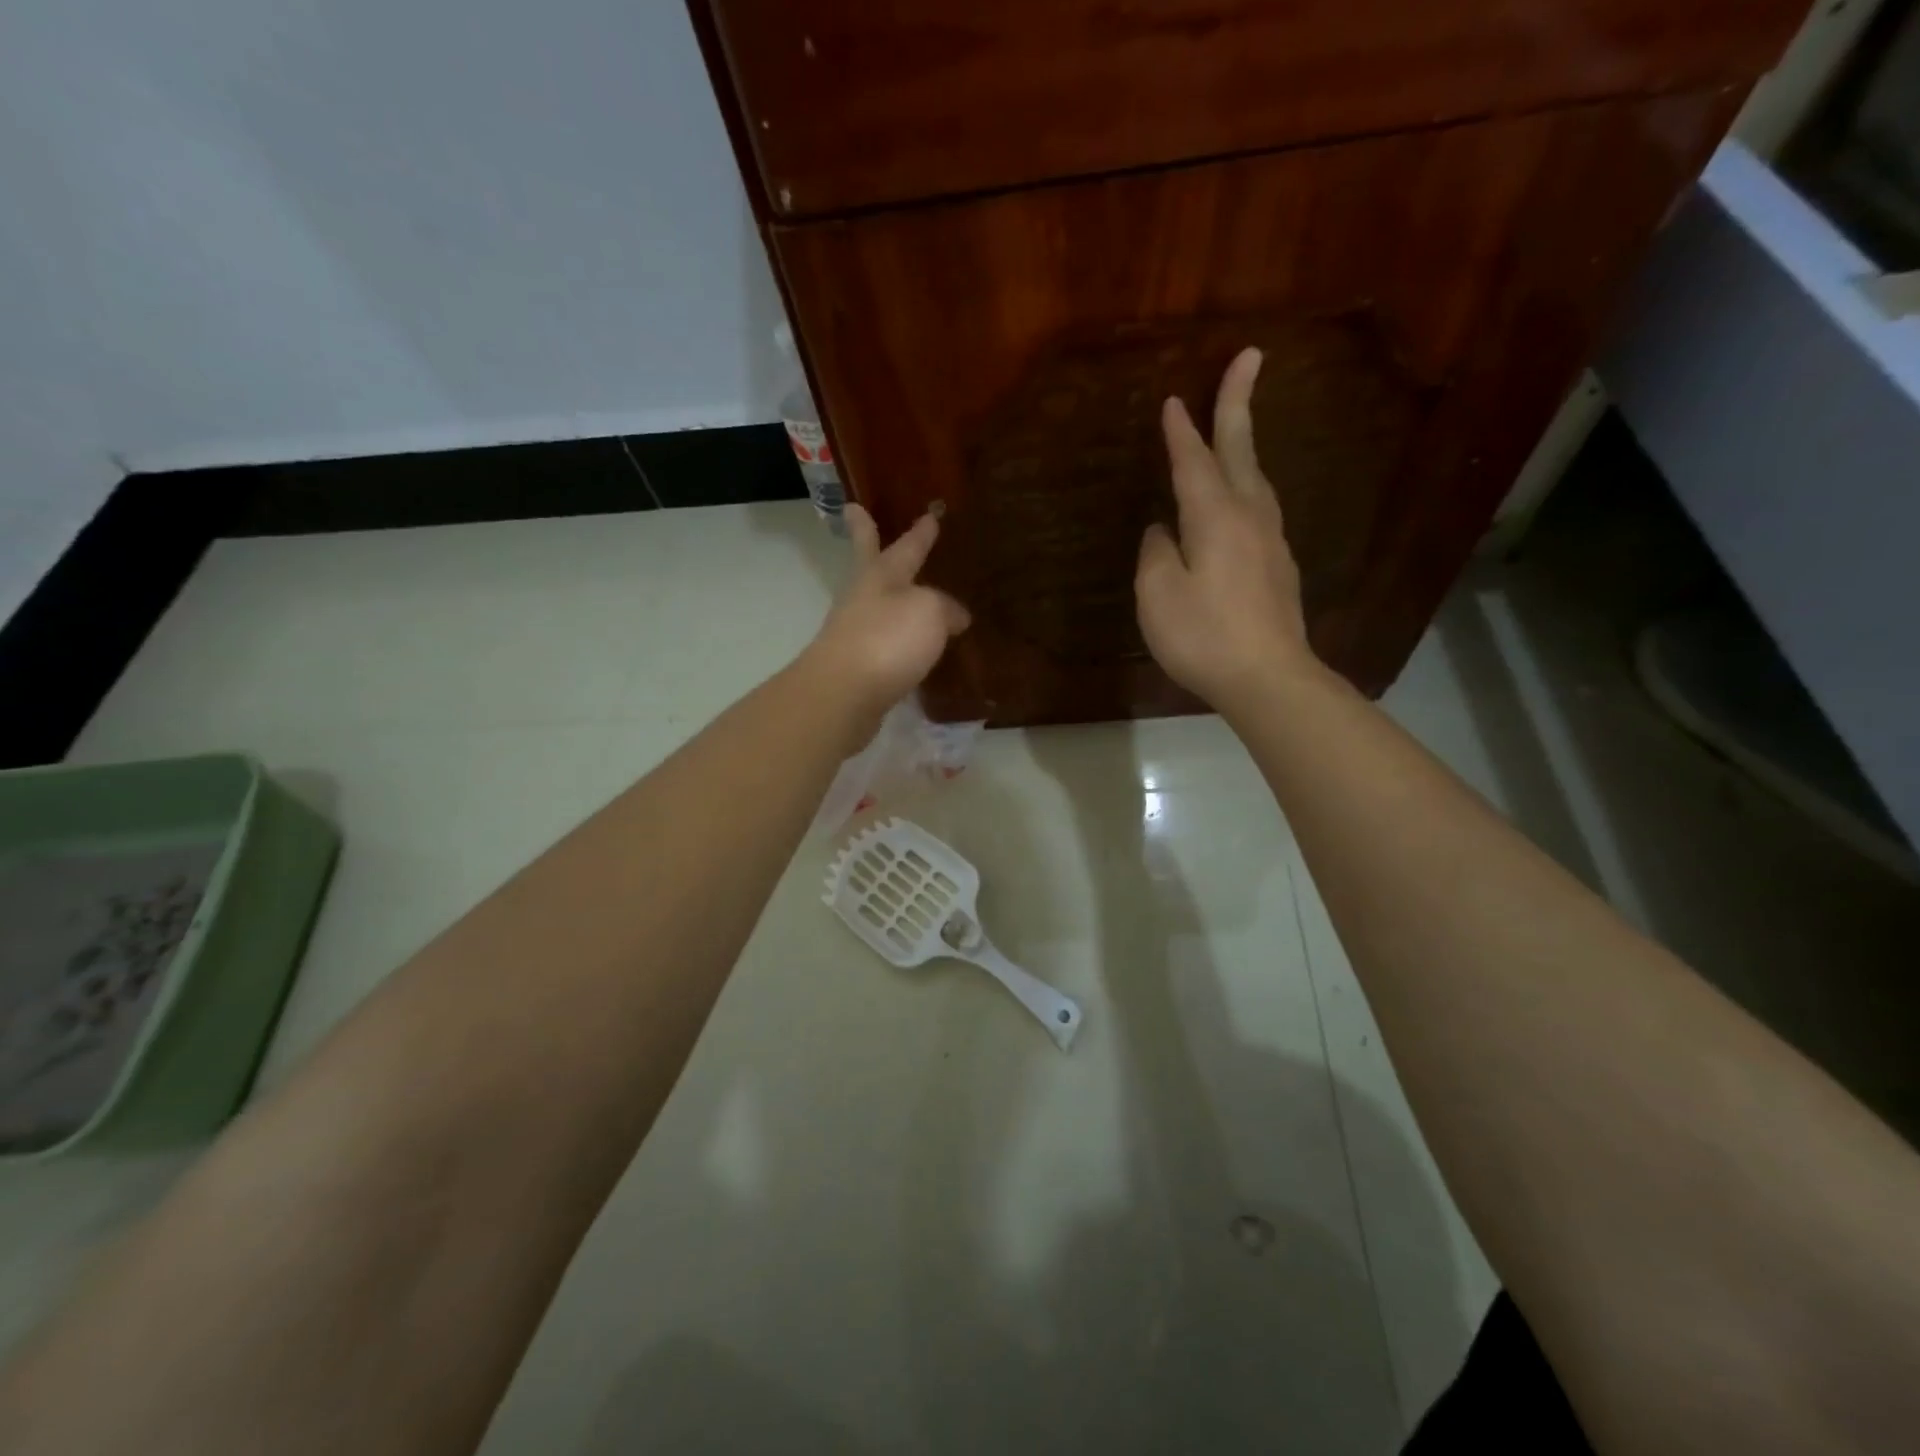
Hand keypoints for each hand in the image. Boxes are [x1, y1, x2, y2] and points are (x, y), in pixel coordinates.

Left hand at [804, 502, 970, 718]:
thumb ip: (945, 607)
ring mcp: (855, 634)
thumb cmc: (887, 640)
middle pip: (869, 564)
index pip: (905, 547)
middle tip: (854, 512)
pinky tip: (912, 648)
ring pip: (876, 606)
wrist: (843, 695)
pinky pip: (884, 645)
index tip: (930, 514)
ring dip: (889, 597)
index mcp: (880, 576)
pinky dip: (898, 641)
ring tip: (909, 594)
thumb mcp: (929, 612)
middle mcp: (863, 600)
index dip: (920, 533)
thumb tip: (954, 617)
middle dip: (865, 537)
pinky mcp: (857, 669)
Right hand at [1135, 347, 1318, 712]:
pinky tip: (1239, 499)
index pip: (1194, 462)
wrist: (1268, 678)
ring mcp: (1270, 541)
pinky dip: (1246, 487)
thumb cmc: (1204, 636)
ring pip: (1257, 479)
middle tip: (1249, 357)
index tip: (1172, 399)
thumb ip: (1157, 554)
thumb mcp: (1158, 595)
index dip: (1182, 431)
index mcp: (1215, 518)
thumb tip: (1163, 531)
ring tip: (1236, 427)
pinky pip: (1260, 509)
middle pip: (1241, 451)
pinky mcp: (1278, 567)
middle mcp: (1249, 517)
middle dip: (1237, 404)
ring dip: (1245, 445)